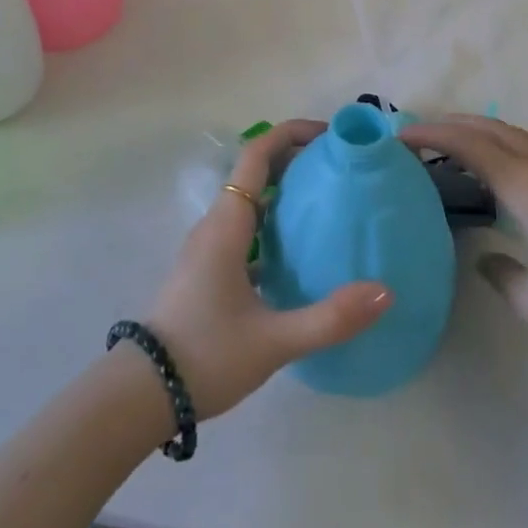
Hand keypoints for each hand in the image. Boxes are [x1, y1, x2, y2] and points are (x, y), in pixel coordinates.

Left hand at [143, 119, 393, 418]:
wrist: (142, 393)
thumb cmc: (206, 355)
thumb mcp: (273, 341)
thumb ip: (330, 318)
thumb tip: (385, 292)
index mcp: (227, 223)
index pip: (257, 155)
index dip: (291, 134)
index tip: (330, 135)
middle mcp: (216, 224)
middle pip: (256, 171)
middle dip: (296, 159)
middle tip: (340, 168)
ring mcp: (209, 246)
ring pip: (250, 201)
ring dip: (285, 191)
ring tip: (329, 203)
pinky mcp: (208, 268)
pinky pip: (245, 228)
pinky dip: (274, 224)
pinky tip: (300, 252)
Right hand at [399, 116, 527, 382]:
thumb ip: (500, 274)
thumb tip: (486, 257)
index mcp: (524, 186)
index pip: (468, 145)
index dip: (431, 134)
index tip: (398, 135)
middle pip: (490, 129)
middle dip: (451, 123)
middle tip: (418, 132)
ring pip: (514, 134)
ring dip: (480, 129)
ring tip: (454, 142)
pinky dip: (503, 143)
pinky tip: (502, 169)